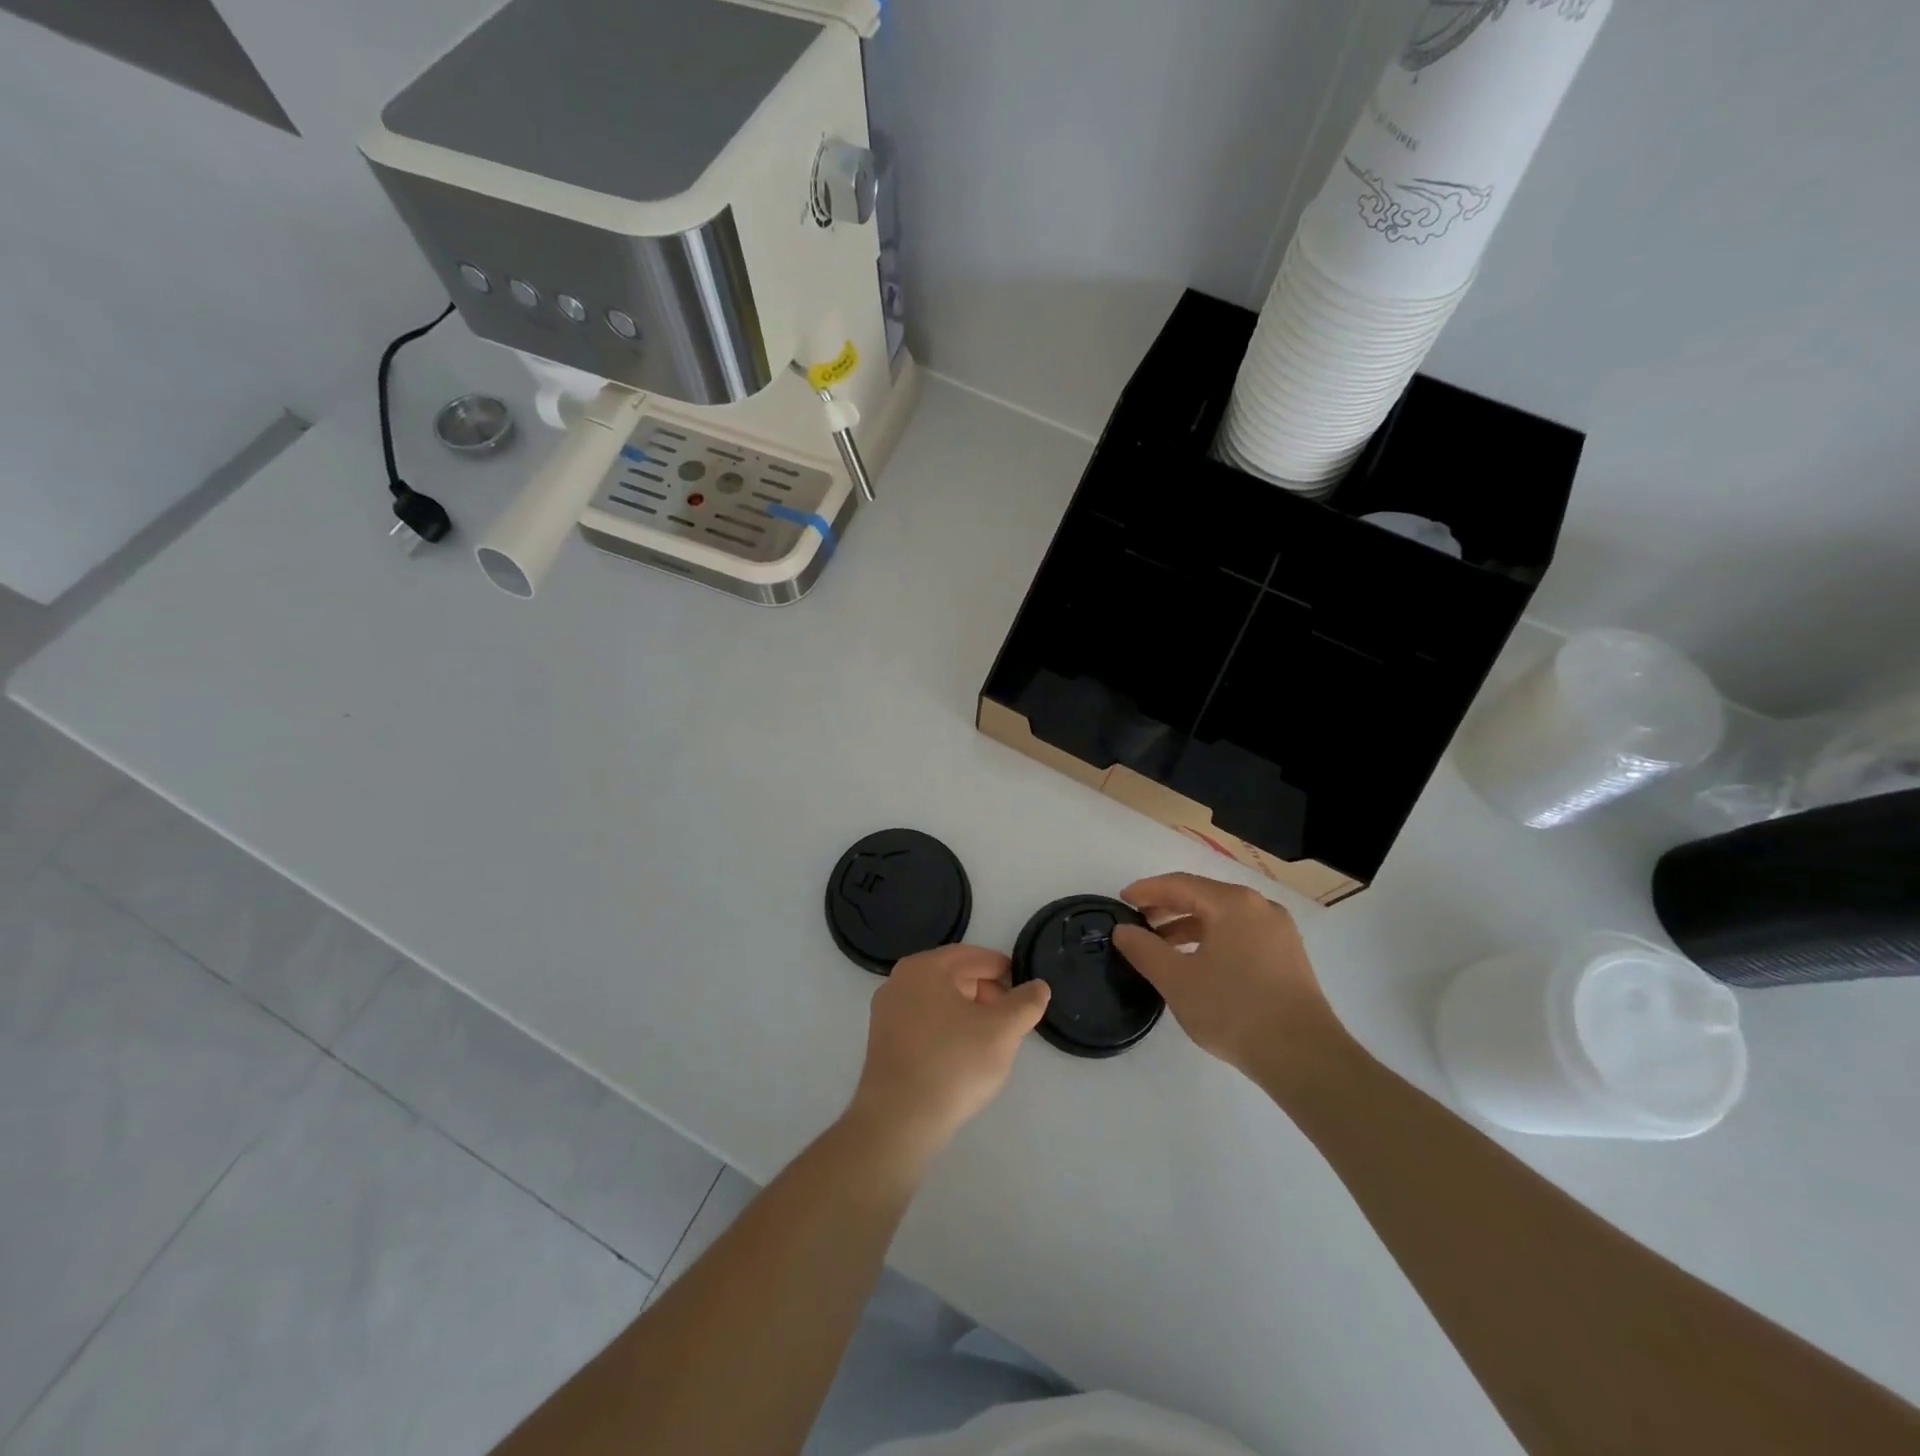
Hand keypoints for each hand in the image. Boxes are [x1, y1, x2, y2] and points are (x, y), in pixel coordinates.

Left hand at [847, 945, 1050, 1161]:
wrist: (899, 1120)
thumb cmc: (953, 1064)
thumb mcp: (1002, 1031)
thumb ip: (1025, 1003)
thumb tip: (1038, 986)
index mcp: (925, 967)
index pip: (975, 957)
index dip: (1005, 973)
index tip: (1025, 995)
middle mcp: (900, 980)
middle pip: (955, 976)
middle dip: (987, 995)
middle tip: (1009, 1023)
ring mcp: (886, 1011)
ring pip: (940, 1001)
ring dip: (968, 1014)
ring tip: (989, 1042)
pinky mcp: (882, 1040)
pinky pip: (924, 1022)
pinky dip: (947, 1030)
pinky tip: (961, 1057)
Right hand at [1110, 872, 1341, 1078]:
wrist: (1304, 1057)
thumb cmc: (1234, 1011)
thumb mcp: (1177, 980)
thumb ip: (1144, 950)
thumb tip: (1122, 930)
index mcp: (1233, 903)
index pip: (1179, 884)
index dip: (1147, 890)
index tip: (1122, 900)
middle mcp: (1259, 907)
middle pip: (1203, 896)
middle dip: (1167, 907)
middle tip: (1138, 922)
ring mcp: (1279, 931)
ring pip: (1223, 916)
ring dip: (1189, 925)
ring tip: (1162, 946)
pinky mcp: (1288, 955)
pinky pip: (1241, 933)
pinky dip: (1213, 938)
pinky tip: (1198, 962)